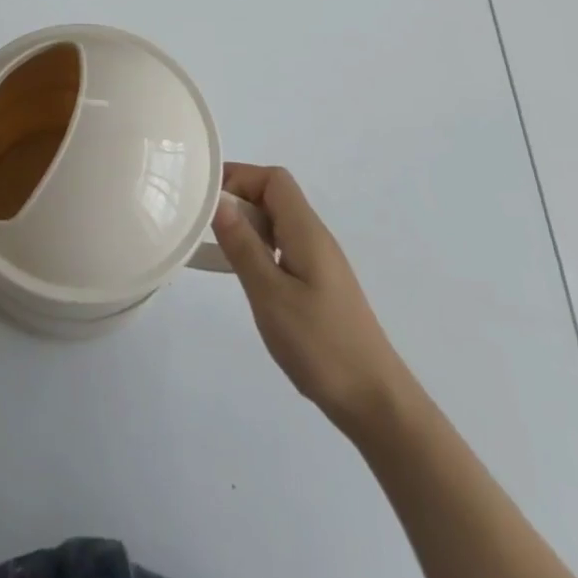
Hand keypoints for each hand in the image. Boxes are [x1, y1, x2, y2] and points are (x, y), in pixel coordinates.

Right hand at [211, 163, 407, 436]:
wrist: (374, 400)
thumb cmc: (320, 344)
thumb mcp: (270, 294)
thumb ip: (243, 245)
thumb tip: (219, 201)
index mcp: (306, 230)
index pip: (273, 179)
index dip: (239, 177)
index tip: (206, 197)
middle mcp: (314, 236)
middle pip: (274, 196)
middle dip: (238, 200)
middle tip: (203, 225)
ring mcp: (319, 261)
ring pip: (277, 223)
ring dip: (246, 226)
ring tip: (216, 249)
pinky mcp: (318, 284)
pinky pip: (283, 248)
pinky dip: (259, 250)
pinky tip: (245, 277)